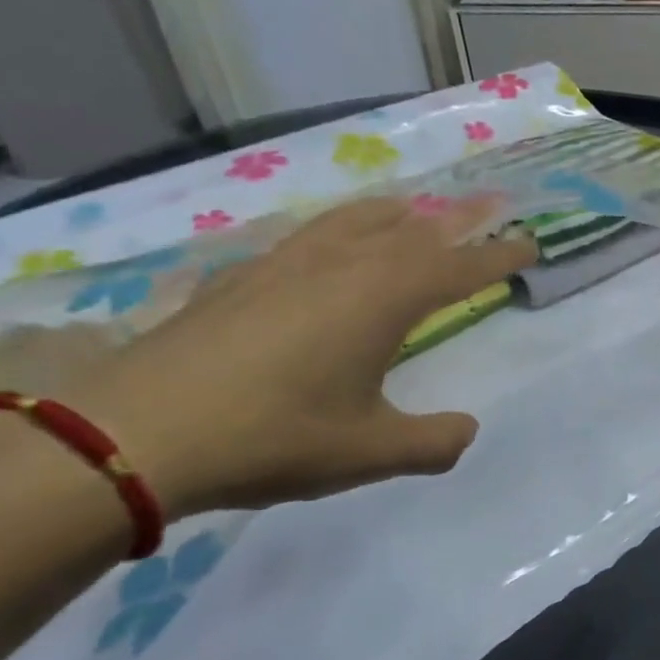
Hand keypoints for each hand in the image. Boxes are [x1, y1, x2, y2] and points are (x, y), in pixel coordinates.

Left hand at [66, 199, 536, 517]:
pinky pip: (305, 237)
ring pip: (352, 221)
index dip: (499, 256)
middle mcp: (338, 267)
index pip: (458, 267)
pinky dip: (337, 231)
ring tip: (414, 211)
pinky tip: (325, 249)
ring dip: (395, 214)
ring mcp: (281, 266)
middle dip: (457, 221)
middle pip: (411, 229)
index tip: (531, 243)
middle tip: (489, 208)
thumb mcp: (371, 452)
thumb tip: (465, 430)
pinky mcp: (237, 280)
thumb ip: (433, 442)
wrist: (128, 434)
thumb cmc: (272, 437)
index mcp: (381, 299)